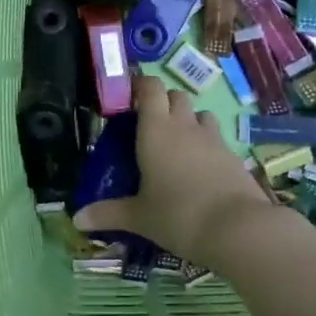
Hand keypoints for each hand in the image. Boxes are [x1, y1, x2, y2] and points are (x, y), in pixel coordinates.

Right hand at [74, 75, 275, 263]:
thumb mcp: (139, 217)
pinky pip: (216, 139)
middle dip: (163, 103)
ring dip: (188, 120)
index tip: (129, 97)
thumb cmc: (178, 215)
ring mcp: (214, 139)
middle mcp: (185, 127)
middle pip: (176, 96)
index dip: (140, 86)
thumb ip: (108, 214)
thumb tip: (77, 219)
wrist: (238, 229)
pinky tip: (199, 169)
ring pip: (200, 114)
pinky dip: (206, 145)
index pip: (151, 88)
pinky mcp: (234, 156)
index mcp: (156, 130)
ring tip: (176, 144)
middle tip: (148, 126)